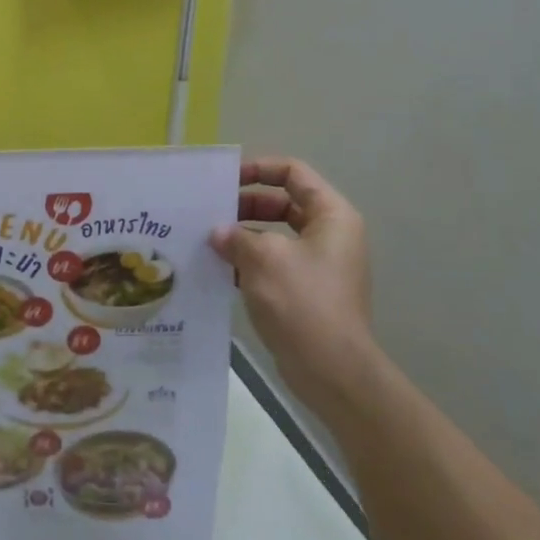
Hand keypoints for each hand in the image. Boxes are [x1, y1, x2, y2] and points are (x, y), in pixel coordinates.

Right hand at [209, 158, 374, 406]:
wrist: (331, 370)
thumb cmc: (302, 300)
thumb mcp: (263, 258)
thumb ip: (237, 237)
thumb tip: (218, 234)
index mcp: (331, 215)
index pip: (293, 173)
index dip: (259, 169)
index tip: (225, 180)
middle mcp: (330, 235)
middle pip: (283, 203)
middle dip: (245, 206)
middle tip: (210, 214)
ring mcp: (319, 265)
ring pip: (275, 236)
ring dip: (243, 237)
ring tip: (207, 242)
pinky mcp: (307, 292)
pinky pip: (273, 264)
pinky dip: (248, 263)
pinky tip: (219, 271)